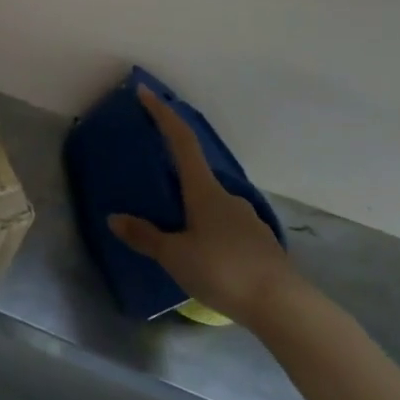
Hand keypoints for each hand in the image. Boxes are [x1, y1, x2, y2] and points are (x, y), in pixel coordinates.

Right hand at [108, 85, 299, 326]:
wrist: (284, 307)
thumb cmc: (223, 271)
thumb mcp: (174, 256)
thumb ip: (144, 236)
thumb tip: (114, 218)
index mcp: (204, 192)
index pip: (181, 141)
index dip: (163, 115)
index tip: (146, 93)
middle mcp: (227, 197)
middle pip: (195, 174)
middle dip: (173, 176)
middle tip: (150, 187)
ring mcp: (247, 219)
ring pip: (211, 205)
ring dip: (191, 209)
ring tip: (173, 232)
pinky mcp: (259, 243)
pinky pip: (225, 227)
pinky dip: (208, 231)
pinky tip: (201, 255)